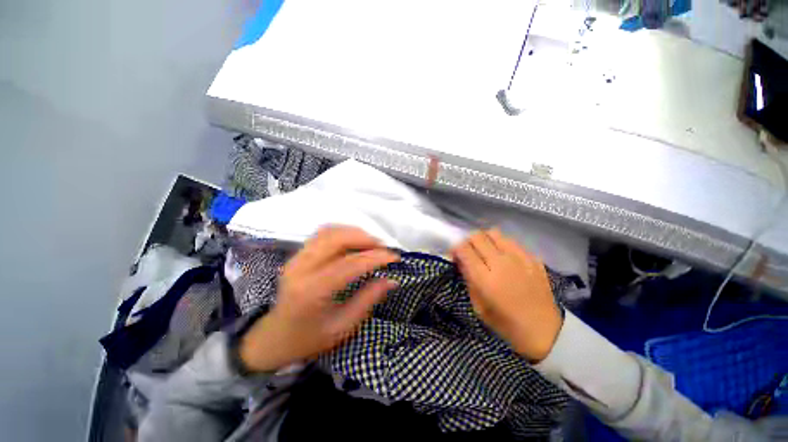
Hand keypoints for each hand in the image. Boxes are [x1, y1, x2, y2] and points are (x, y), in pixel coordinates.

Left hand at [240, 226, 398, 371]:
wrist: (274, 338)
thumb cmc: (309, 339)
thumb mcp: (344, 326)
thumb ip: (369, 299)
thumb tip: (392, 280)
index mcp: (312, 291)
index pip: (350, 264)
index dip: (375, 257)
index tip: (394, 257)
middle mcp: (301, 268)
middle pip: (336, 239)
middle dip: (365, 238)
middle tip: (383, 248)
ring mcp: (296, 258)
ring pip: (329, 231)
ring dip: (354, 232)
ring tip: (372, 244)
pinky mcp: (297, 254)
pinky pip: (323, 234)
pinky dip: (342, 232)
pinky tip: (354, 241)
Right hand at [452, 229, 561, 361]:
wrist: (545, 331)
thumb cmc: (506, 323)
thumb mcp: (478, 306)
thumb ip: (468, 279)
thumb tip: (461, 261)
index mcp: (485, 278)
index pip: (463, 248)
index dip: (455, 248)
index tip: (455, 256)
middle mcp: (501, 262)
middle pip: (477, 236)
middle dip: (468, 241)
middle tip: (469, 252)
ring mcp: (519, 258)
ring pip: (494, 233)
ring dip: (485, 239)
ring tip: (486, 251)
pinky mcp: (533, 258)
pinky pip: (511, 241)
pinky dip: (502, 244)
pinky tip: (505, 258)